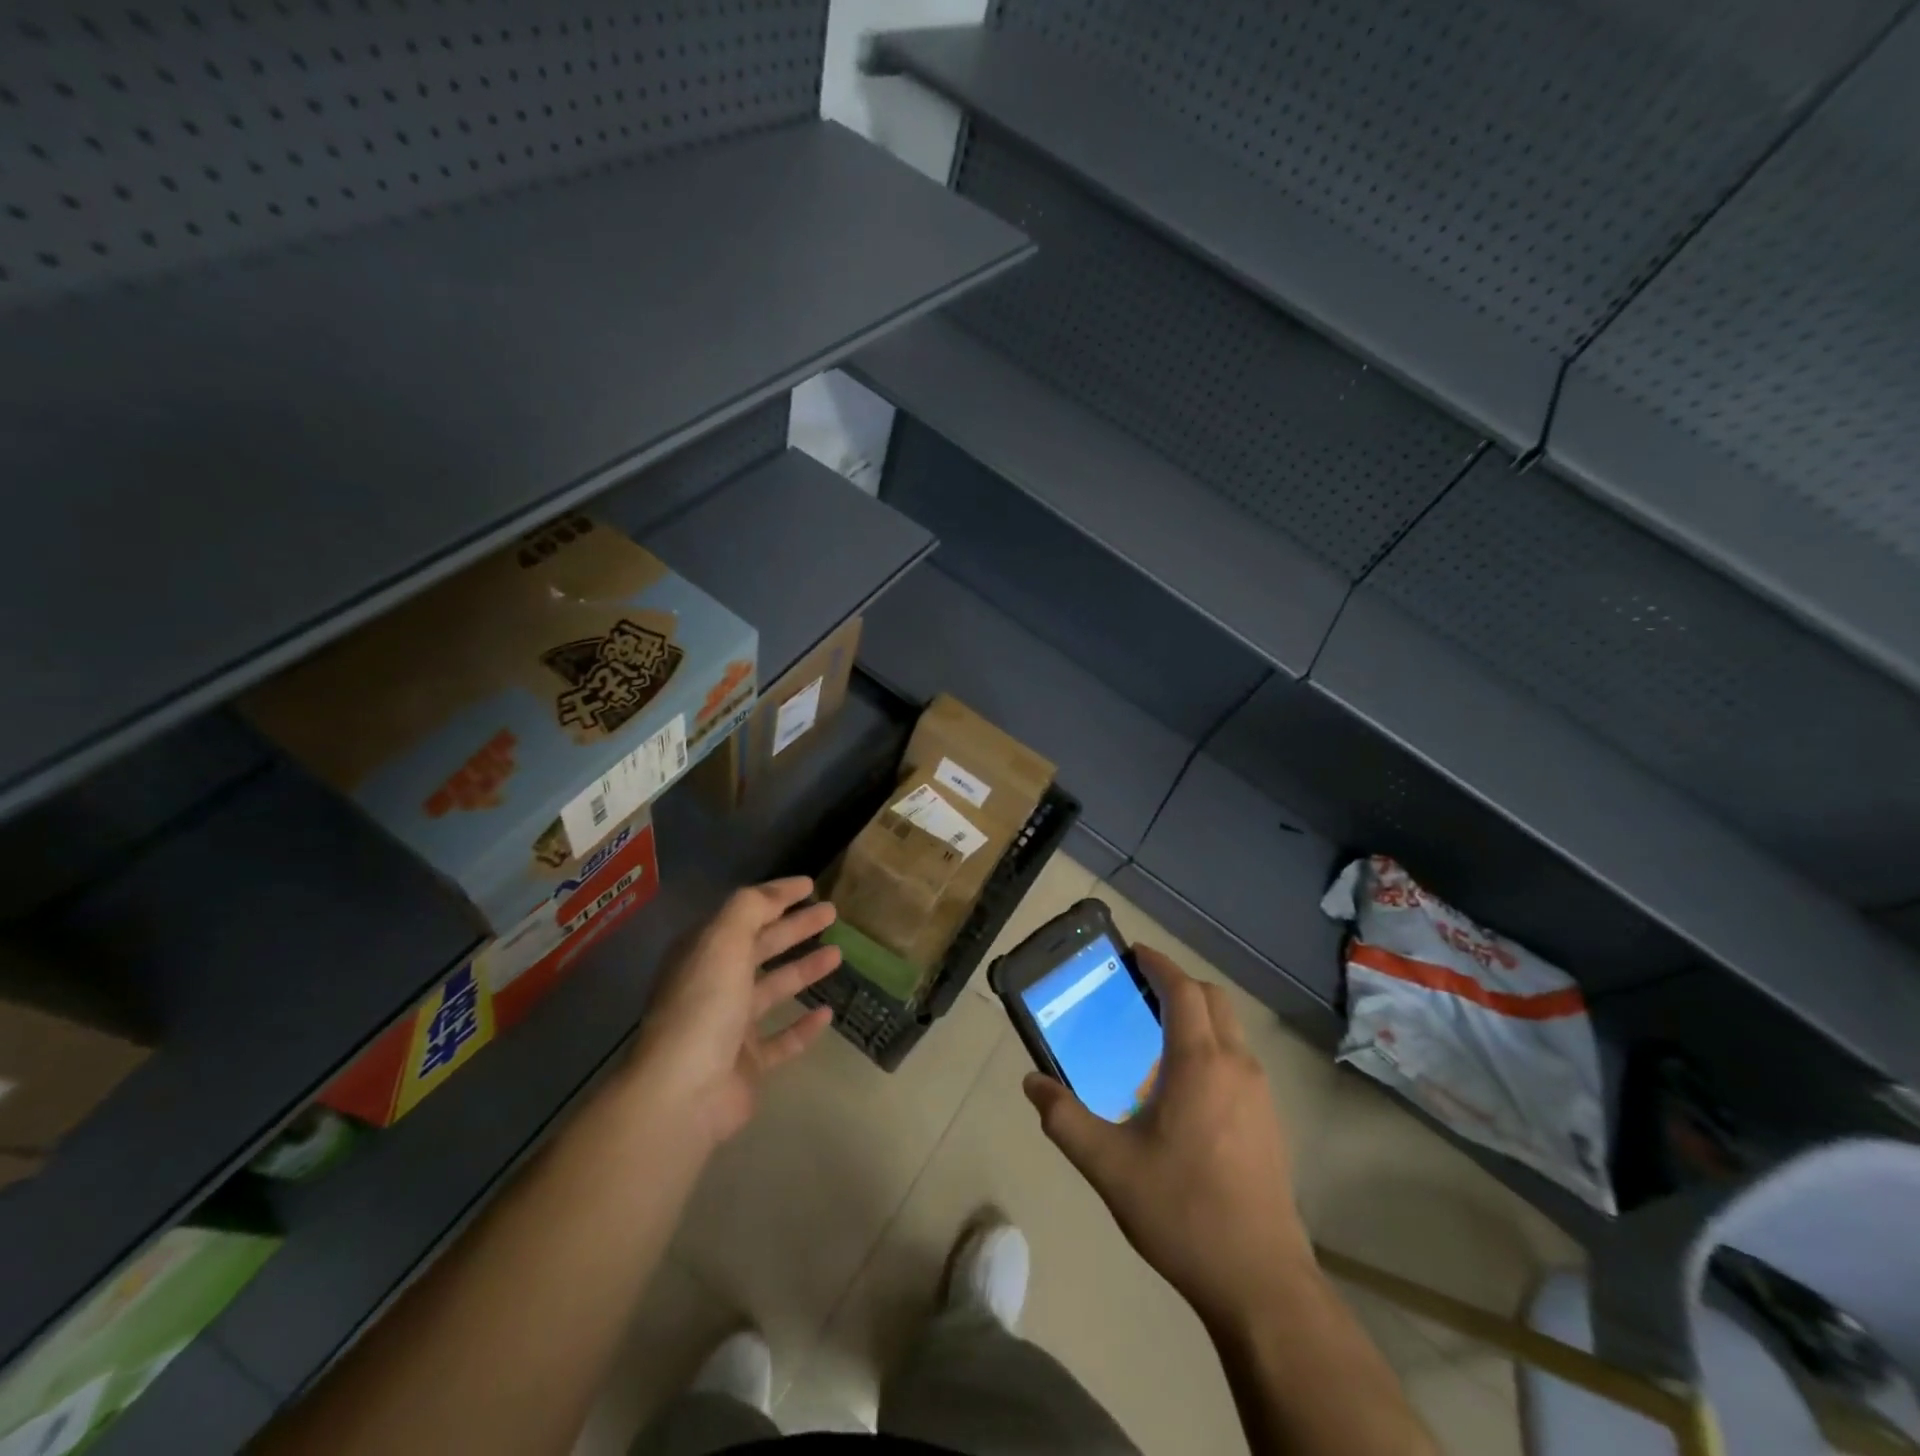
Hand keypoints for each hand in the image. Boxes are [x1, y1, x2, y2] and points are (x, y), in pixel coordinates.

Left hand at [630, 878, 840, 1147]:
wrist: (684, 1092)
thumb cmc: (705, 1005)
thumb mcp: (723, 940)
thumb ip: (750, 908)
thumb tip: (778, 892)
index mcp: (704, 953)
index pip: (744, 913)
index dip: (776, 896)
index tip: (810, 885)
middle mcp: (714, 984)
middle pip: (761, 947)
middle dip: (795, 928)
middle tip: (832, 913)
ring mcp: (730, 1026)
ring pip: (774, 989)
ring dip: (804, 970)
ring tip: (838, 953)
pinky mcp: (747, 1064)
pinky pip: (781, 1039)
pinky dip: (804, 1026)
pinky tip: (828, 1013)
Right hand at [1024, 946, 1312, 1326]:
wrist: (1260, 1282)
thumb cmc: (1182, 1211)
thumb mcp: (1109, 1166)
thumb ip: (1064, 1119)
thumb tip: (1031, 1083)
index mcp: (1199, 1062)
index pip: (1183, 990)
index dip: (1159, 964)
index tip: (1134, 953)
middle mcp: (1237, 1065)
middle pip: (1214, 1000)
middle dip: (1179, 984)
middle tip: (1141, 991)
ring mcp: (1261, 1094)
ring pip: (1231, 1030)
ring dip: (1199, 1016)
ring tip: (1158, 1038)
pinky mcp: (1271, 1122)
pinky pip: (1240, 1061)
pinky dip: (1213, 1048)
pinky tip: (1186, 1089)